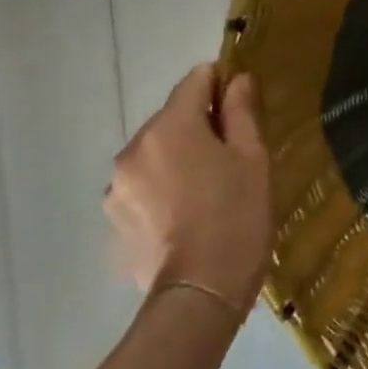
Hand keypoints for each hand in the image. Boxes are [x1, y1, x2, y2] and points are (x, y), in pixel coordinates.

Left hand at [106, 63, 272, 314]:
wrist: (202, 289)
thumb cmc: (237, 213)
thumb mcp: (252, 157)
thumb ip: (242, 112)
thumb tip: (237, 79)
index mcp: (169, 127)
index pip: (194, 81)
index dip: (220, 84)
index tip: (242, 104)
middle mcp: (133, 149)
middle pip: (171, 120)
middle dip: (199, 127)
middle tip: (233, 156)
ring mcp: (118, 187)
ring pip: (156, 155)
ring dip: (179, 160)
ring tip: (210, 191)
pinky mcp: (115, 219)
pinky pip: (145, 188)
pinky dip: (165, 190)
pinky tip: (189, 216)